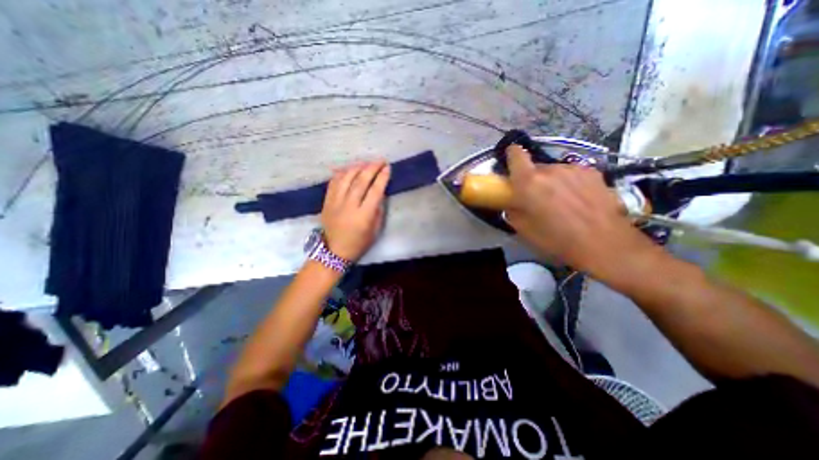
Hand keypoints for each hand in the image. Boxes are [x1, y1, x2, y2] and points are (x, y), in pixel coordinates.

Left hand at [320, 162, 388, 262]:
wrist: (334, 251)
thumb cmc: (359, 243)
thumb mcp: (375, 230)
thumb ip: (378, 210)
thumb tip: (379, 193)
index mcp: (363, 216)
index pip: (375, 191)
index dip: (382, 178)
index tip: (387, 168)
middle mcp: (349, 206)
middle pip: (361, 181)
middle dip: (372, 168)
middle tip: (380, 161)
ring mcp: (335, 202)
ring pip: (346, 178)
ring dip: (357, 167)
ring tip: (366, 163)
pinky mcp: (327, 201)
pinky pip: (334, 182)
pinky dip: (342, 173)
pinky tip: (349, 169)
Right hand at [506, 143, 657, 272]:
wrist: (605, 244)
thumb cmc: (557, 240)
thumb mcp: (524, 230)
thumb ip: (513, 210)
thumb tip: (512, 203)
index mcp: (529, 182)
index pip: (516, 154)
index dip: (512, 155)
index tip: (511, 164)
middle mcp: (551, 169)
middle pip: (535, 167)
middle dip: (532, 179)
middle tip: (537, 198)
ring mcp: (574, 169)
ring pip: (555, 171)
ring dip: (552, 181)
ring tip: (561, 202)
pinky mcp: (593, 173)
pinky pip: (572, 174)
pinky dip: (570, 183)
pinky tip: (579, 200)